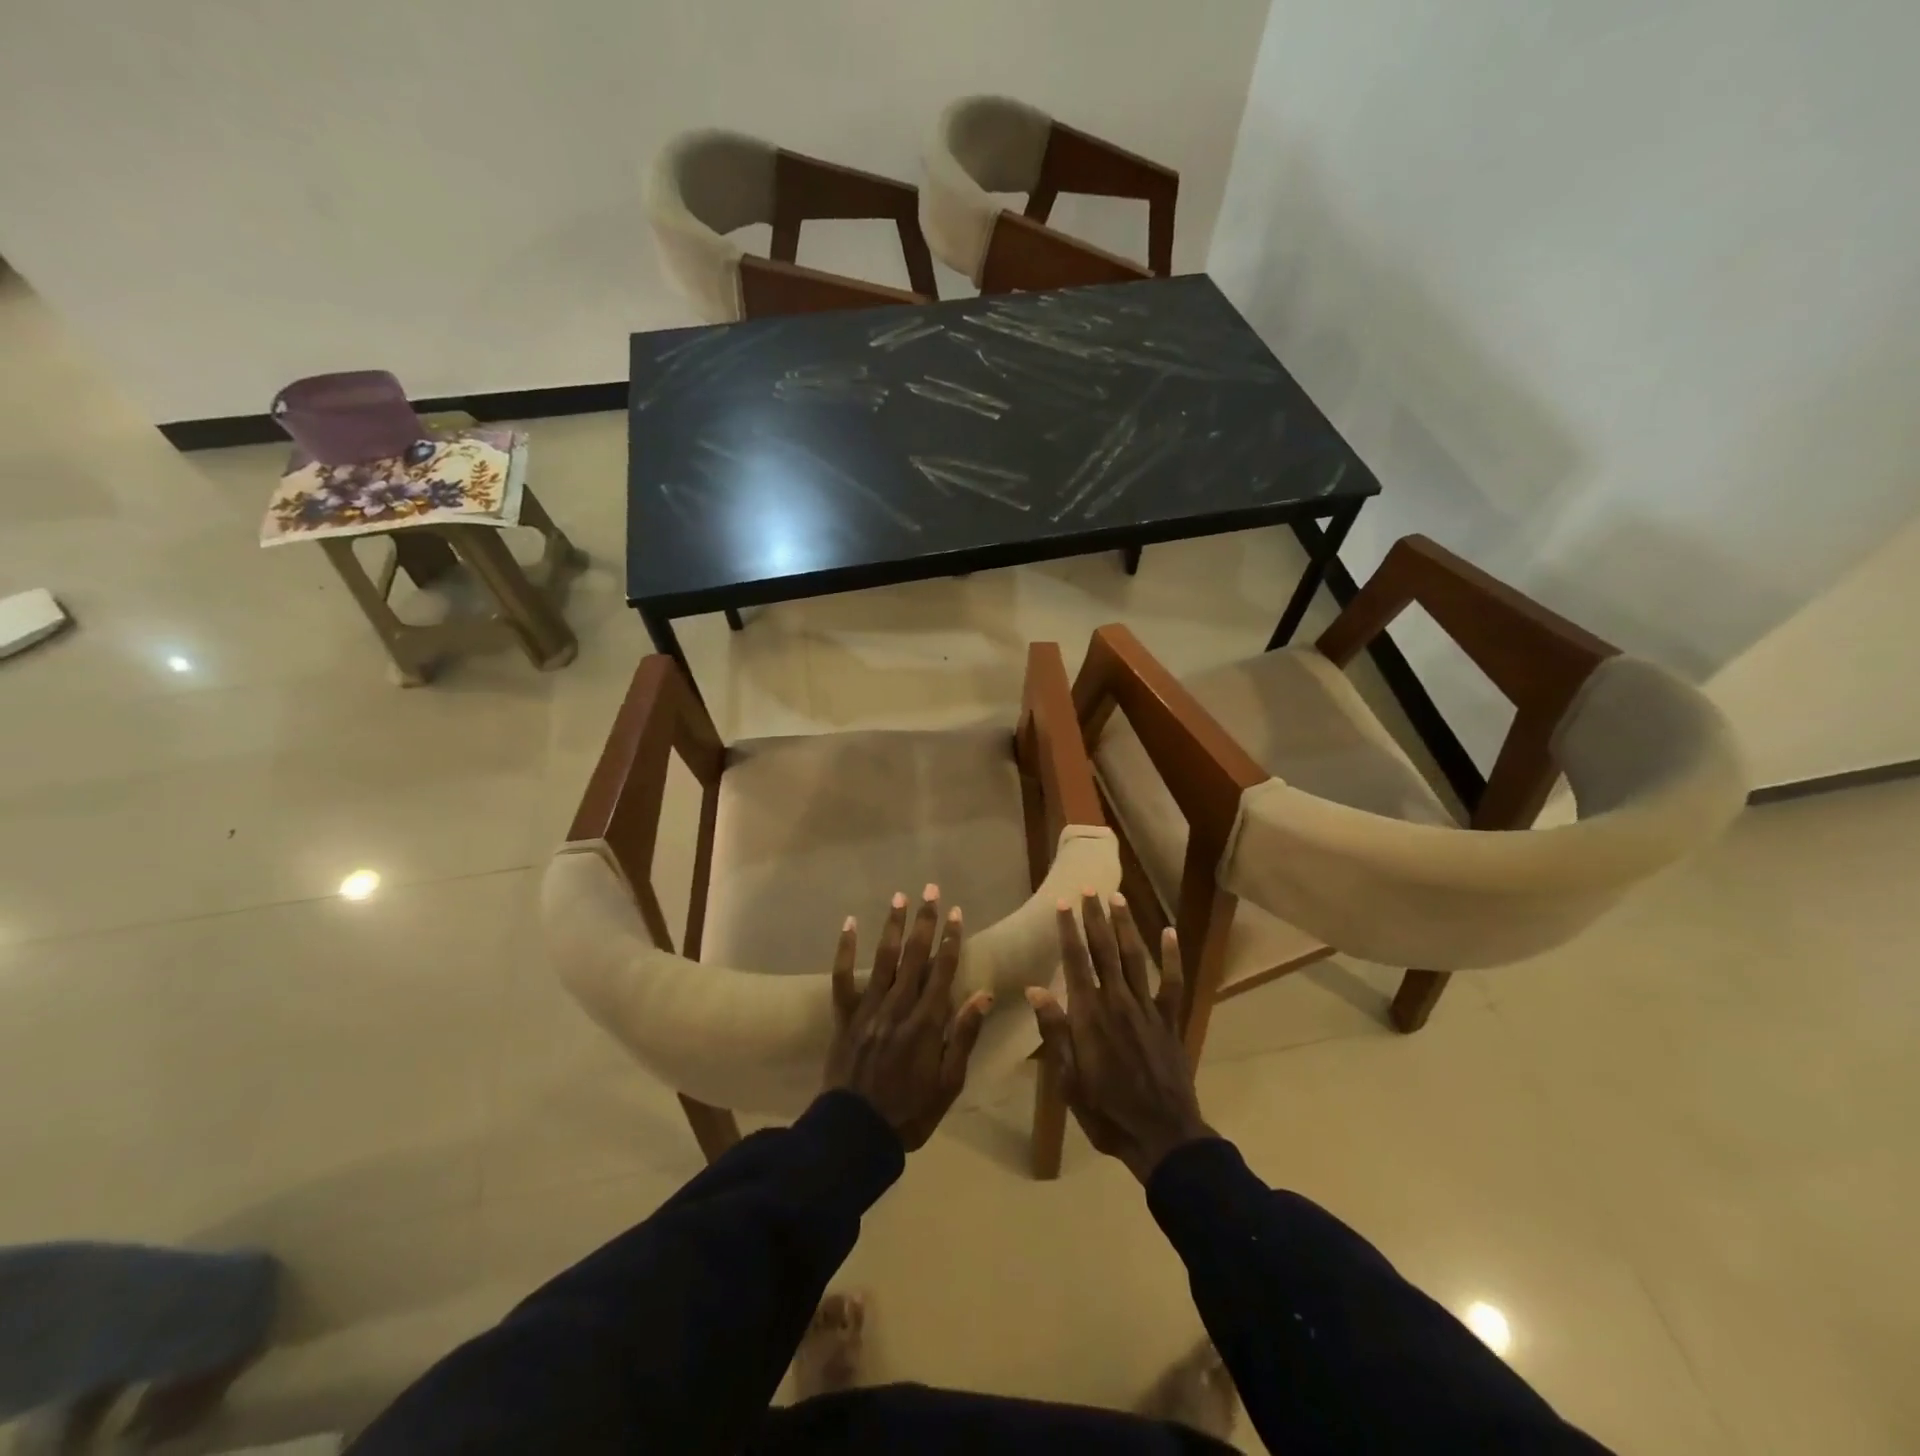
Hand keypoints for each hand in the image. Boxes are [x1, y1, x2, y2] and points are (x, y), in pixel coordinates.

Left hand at [824, 885, 992, 1150]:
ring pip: (884, 959)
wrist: (855, 1134)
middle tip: (931, 890)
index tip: (957, 912)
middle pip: (915, 956)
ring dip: (893, 926)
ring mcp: (868, 1009)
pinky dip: (846, 949)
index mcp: (926, 1023)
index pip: (942, 971)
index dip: (951, 940)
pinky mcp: (844, 1016)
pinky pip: (843, 978)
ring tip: (900, 897)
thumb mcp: (949, 1083)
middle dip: (925, 922)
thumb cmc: (910, 1112)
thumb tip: (983, 994)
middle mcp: (898, 1007)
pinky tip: (850, 923)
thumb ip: (963, 1036)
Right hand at [1028, 891, 1210, 1183]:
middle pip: (1104, 950)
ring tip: (1118, 898)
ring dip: (1126, 926)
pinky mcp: (1170, 1020)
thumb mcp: (1067, 1079)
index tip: (1063, 903)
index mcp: (1089, 1015)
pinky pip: (1173, 982)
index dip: (1068, 930)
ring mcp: (1148, 1008)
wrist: (1161, 1135)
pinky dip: (1172, 956)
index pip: (1075, 961)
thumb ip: (1054, 1031)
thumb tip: (1035, 988)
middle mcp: (1118, 1001)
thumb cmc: (1106, 1111)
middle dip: (1095, 918)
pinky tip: (1170, 932)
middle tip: (1089, 889)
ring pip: (1135, 957)